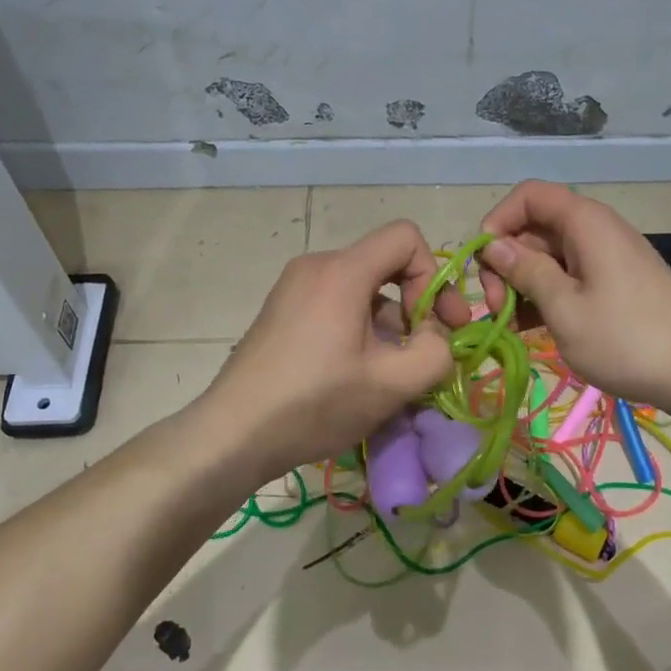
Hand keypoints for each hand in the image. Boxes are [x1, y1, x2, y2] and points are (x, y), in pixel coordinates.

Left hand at [199, 220, 469, 478]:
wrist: (233, 433)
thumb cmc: (315, 403)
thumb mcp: (391, 384)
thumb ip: (435, 352)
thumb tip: (436, 336)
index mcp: (342, 271)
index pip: (406, 237)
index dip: (434, 275)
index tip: (436, 323)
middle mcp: (316, 265)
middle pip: (385, 265)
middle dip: (415, 306)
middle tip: (426, 351)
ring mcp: (294, 287)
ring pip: (362, 289)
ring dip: (388, 324)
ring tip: (390, 375)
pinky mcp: (282, 309)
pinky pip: (336, 303)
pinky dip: (359, 328)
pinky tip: (357, 374)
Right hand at [477, 181, 670, 420]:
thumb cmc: (627, 339)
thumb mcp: (564, 308)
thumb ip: (525, 271)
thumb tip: (492, 244)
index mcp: (585, 222)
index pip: (529, 195)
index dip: (499, 220)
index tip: (485, 262)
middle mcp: (594, 230)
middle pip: (534, 228)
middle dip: (507, 262)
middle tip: (497, 308)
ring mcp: (605, 258)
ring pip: (548, 256)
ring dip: (522, 284)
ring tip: (511, 325)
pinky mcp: (612, 284)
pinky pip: (568, 277)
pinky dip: (545, 296)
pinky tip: (531, 329)